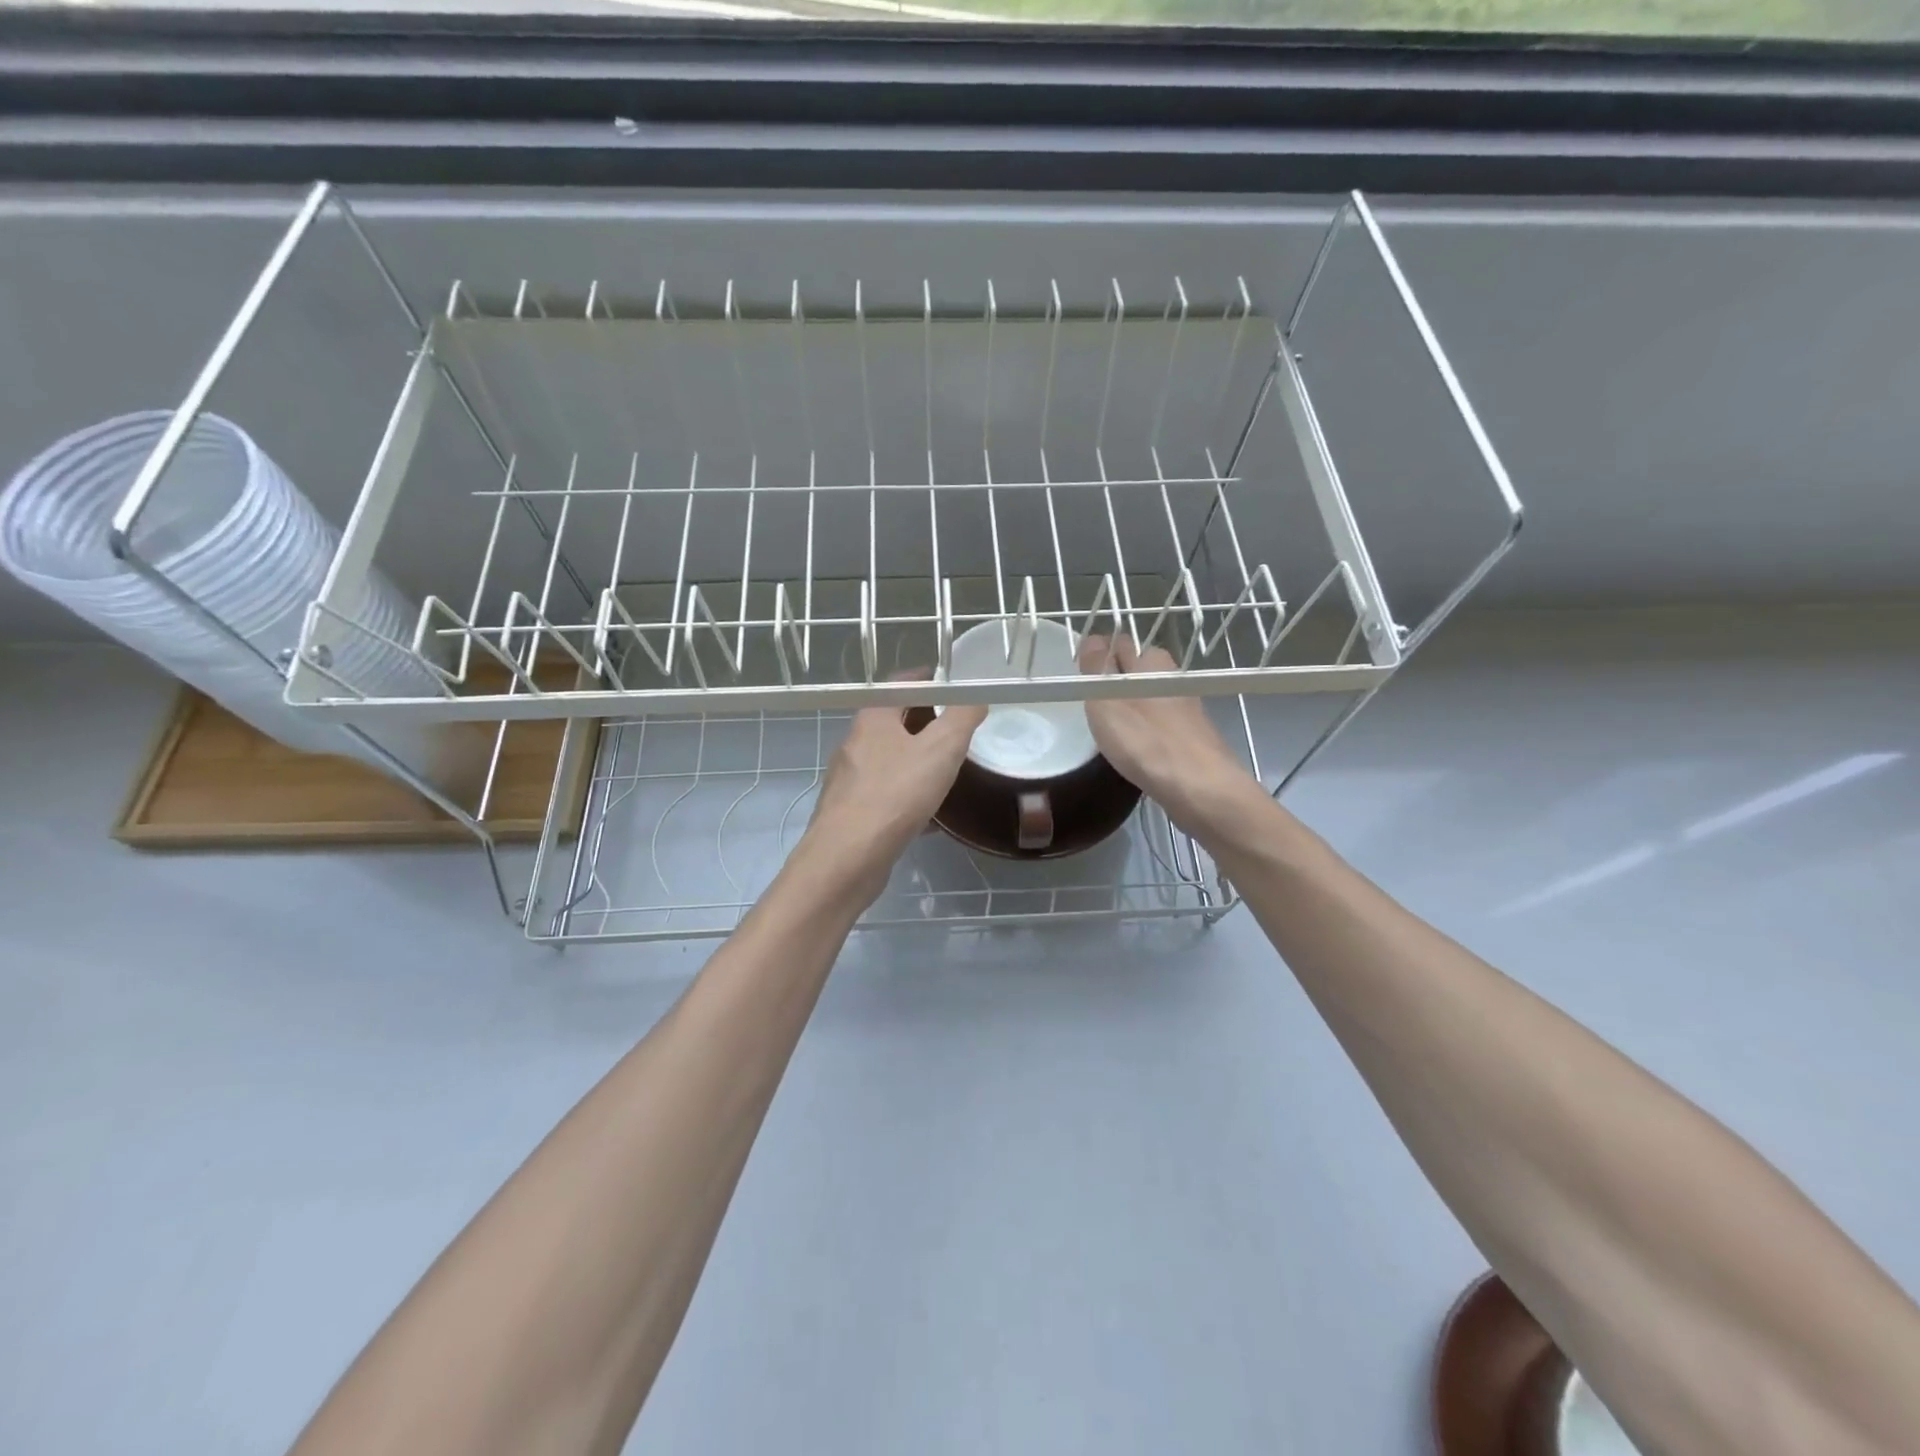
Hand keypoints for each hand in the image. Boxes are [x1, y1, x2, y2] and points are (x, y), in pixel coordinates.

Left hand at [800, 692, 986, 903]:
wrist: (848, 857)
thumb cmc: (895, 794)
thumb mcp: (941, 749)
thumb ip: (962, 718)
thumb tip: (975, 698)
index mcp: (872, 719)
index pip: (898, 685)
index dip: (926, 680)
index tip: (950, 685)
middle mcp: (855, 744)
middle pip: (893, 722)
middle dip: (924, 723)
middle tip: (956, 730)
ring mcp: (850, 780)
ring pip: (889, 761)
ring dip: (916, 761)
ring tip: (947, 771)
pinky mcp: (851, 812)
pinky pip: (886, 794)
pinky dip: (908, 796)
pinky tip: (930, 816)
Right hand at [1077, 634, 1254, 830]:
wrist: (1202, 789)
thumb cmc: (1147, 740)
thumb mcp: (1107, 699)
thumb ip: (1097, 668)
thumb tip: (1092, 638)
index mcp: (1153, 663)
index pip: (1121, 644)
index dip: (1100, 656)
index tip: (1081, 678)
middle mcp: (1173, 681)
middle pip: (1138, 671)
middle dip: (1116, 679)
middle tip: (1090, 702)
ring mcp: (1186, 712)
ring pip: (1150, 699)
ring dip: (1131, 707)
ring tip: (1107, 728)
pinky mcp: (1191, 740)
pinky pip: (1160, 725)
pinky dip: (1145, 731)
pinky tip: (1134, 749)